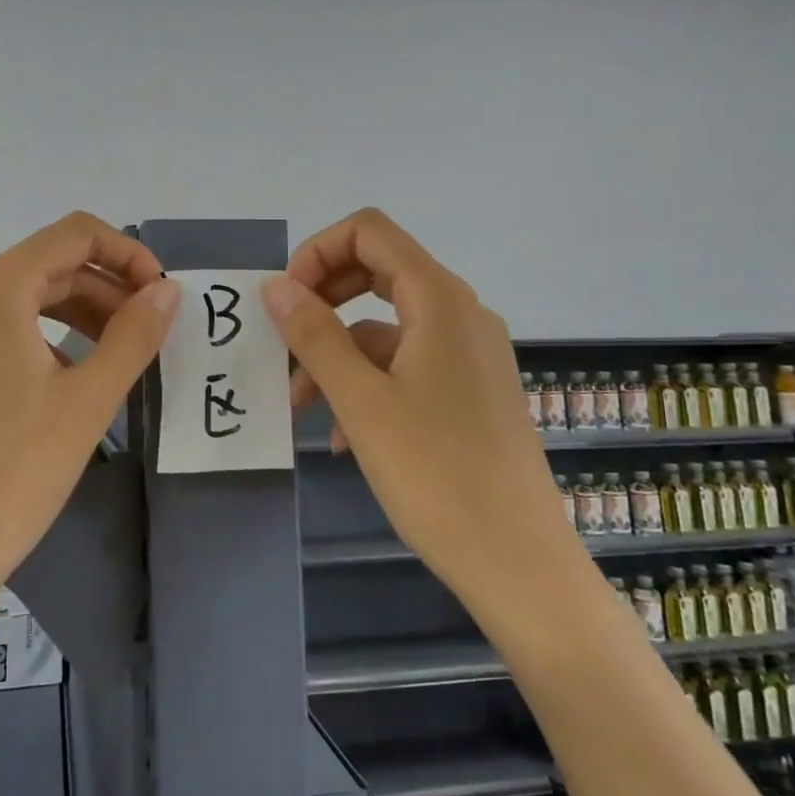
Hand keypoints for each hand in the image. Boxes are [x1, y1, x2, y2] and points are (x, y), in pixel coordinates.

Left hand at [0, 212, 181, 634]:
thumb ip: (134, 335)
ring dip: (78, 315)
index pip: (73, 234)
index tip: (162, 294)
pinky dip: (44, 339)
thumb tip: (167, 291)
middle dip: (106, 289)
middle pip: (48, 266)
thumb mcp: (88, 400)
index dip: (127, 253)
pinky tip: (68, 381)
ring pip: (24, 301)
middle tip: (149, 332)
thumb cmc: (14, 472)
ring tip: (117, 356)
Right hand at [260, 209, 566, 592]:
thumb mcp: (361, 402)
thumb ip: (315, 335)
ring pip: (386, 327)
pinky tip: (341, 436)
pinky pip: (406, 365)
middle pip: (378, 272)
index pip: (370, 232)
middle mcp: (460, 314)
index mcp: (439, 300)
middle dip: (322, 301)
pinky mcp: (470, 391)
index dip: (318, 253)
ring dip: (337, 353)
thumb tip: (276, 286)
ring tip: (299, 405)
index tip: (285, 301)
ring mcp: (469, 353)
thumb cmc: (436, 475)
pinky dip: (367, 383)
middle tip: (283, 341)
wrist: (518, 562)